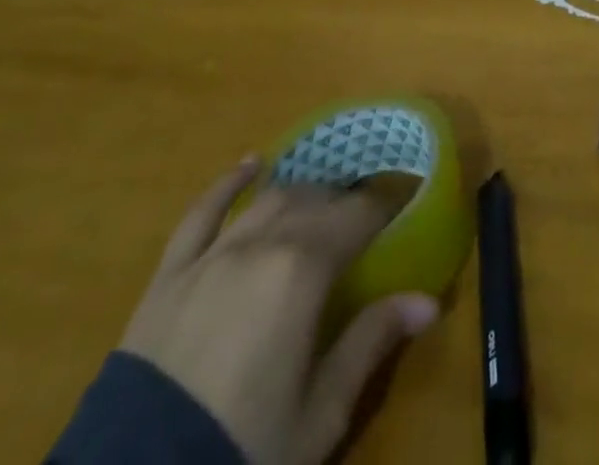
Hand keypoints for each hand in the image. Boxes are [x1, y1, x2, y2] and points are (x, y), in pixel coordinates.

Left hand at [119, 157, 438, 464]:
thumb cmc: (243, 450)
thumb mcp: (319, 413)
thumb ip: (371, 343)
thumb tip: (428, 300)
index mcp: (304, 268)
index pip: (360, 215)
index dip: (387, 205)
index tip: (408, 200)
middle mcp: (262, 242)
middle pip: (316, 202)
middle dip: (348, 202)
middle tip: (369, 215)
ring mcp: (212, 253)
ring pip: (269, 200)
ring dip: (302, 194)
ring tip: (322, 201)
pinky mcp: (170, 274)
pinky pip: (202, 213)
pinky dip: (228, 184)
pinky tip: (250, 164)